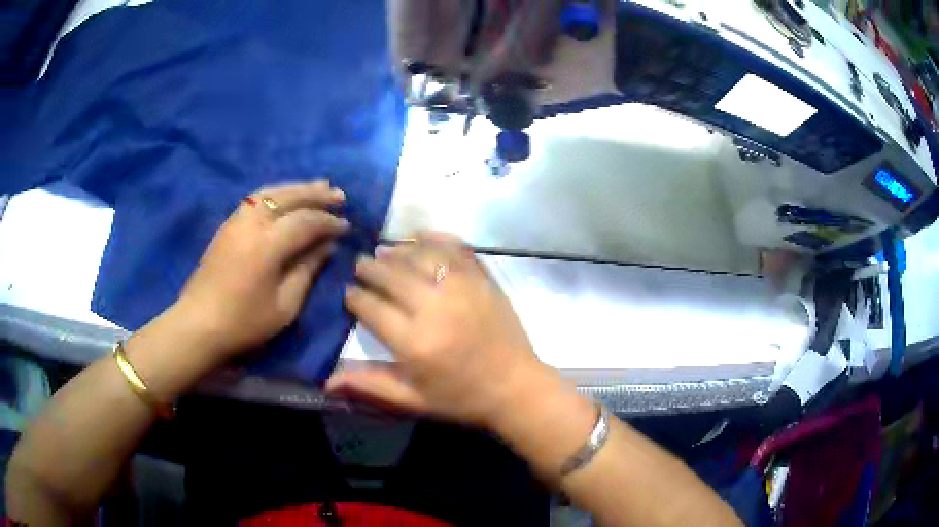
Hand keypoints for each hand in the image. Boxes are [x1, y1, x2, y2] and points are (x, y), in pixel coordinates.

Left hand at [174, 181, 348, 359]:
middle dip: (316, 194)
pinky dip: (277, 193)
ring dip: (297, 188)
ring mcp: (236, 220)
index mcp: (267, 246)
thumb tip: (326, 246)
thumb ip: (307, 271)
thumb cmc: (244, 323)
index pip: (305, 221)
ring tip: (318, 187)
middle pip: (288, 196)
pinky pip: (256, 198)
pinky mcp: (227, 224)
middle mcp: (251, 223)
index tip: (346, 225)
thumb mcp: (284, 306)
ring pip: (271, 192)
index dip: (328, 221)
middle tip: (339, 195)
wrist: (198, 324)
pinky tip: (286, 197)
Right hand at [326, 232, 546, 428]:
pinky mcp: (484, 279)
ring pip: (419, 255)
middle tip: (360, 265)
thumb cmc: (461, 398)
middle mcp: (434, 307)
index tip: (348, 292)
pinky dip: (435, 238)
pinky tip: (420, 237)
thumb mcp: (412, 400)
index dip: (354, 297)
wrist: (516, 388)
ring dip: (397, 251)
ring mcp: (462, 288)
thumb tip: (327, 381)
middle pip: (390, 275)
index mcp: (413, 342)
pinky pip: (456, 248)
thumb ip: (370, 385)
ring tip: (385, 252)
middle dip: (369, 268)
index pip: (370, 307)